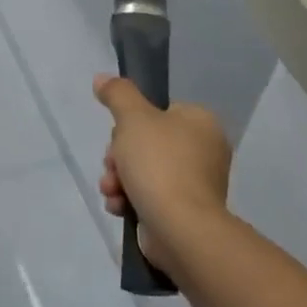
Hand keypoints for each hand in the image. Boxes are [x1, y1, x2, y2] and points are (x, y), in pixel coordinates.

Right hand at [94, 75, 232, 271]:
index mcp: (201, 123)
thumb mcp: (133, 118)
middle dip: (119, 157)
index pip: (158, 111)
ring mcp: (196, 184)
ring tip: (111, 190)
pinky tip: (118, 206)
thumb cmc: (159, 164)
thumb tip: (102, 78)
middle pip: (146, 143)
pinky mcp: (184, 212)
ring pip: (143, 171)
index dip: (130, 123)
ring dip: (119, 179)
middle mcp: (204, 151)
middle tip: (112, 166)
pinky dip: (130, 200)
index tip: (117, 136)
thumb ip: (117, 94)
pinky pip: (150, 196)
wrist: (180, 229)